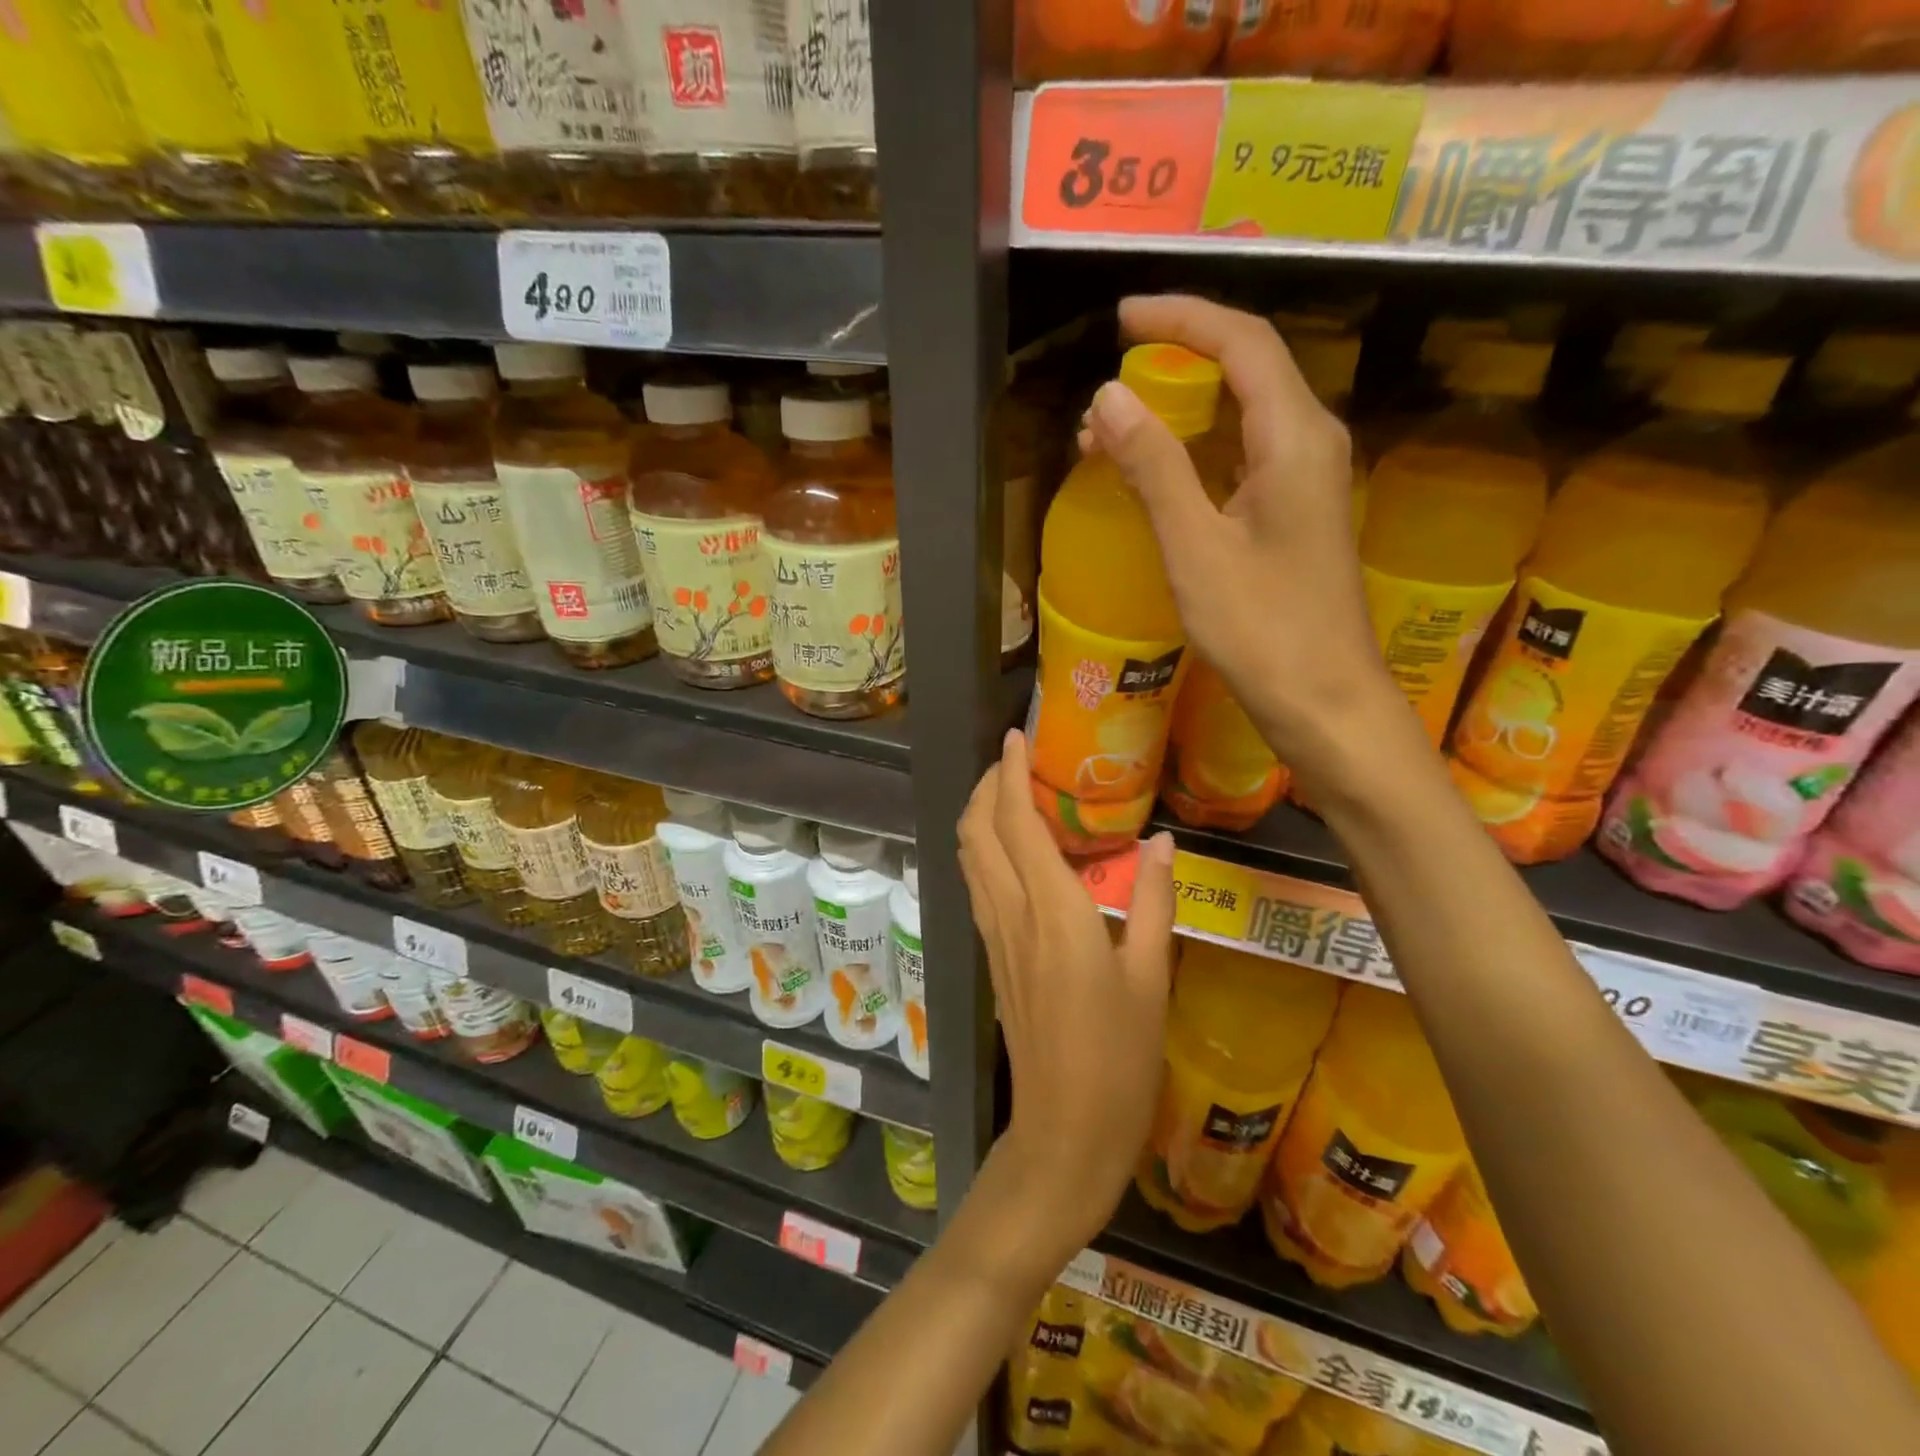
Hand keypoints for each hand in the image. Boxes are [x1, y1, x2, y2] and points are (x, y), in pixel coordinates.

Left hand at [958, 730, 1176, 1266]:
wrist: (1063, 1133)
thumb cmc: (1120, 1061)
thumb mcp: (1153, 979)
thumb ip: (1157, 902)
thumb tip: (1165, 842)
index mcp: (1054, 912)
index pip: (1017, 822)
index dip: (1010, 773)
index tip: (1016, 736)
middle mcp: (1012, 914)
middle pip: (977, 831)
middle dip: (987, 786)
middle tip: (1014, 760)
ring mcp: (995, 936)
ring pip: (969, 856)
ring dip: (981, 815)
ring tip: (1012, 793)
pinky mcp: (994, 956)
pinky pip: (979, 884)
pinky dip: (986, 849)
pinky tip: (1016, 851)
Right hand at [1085, 295, 1400, 787]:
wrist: (1324, 699)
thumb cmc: (1262, 628)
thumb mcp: (1195, 547)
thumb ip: (1154, 467)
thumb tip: (1109, 398)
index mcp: (1294, 437)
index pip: (1242, 341)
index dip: (1182, 317)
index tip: (1124, 318)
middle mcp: (1311, 443)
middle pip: (1246, 369)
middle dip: (1175, 364)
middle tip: (1107, 390)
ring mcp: (1308, 480)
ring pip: (1242, 415)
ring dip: (1179, 412)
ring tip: (1111, 435)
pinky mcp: (1296, 514)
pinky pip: (1242, 456)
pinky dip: (1195, 452)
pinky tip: (1155, 476)